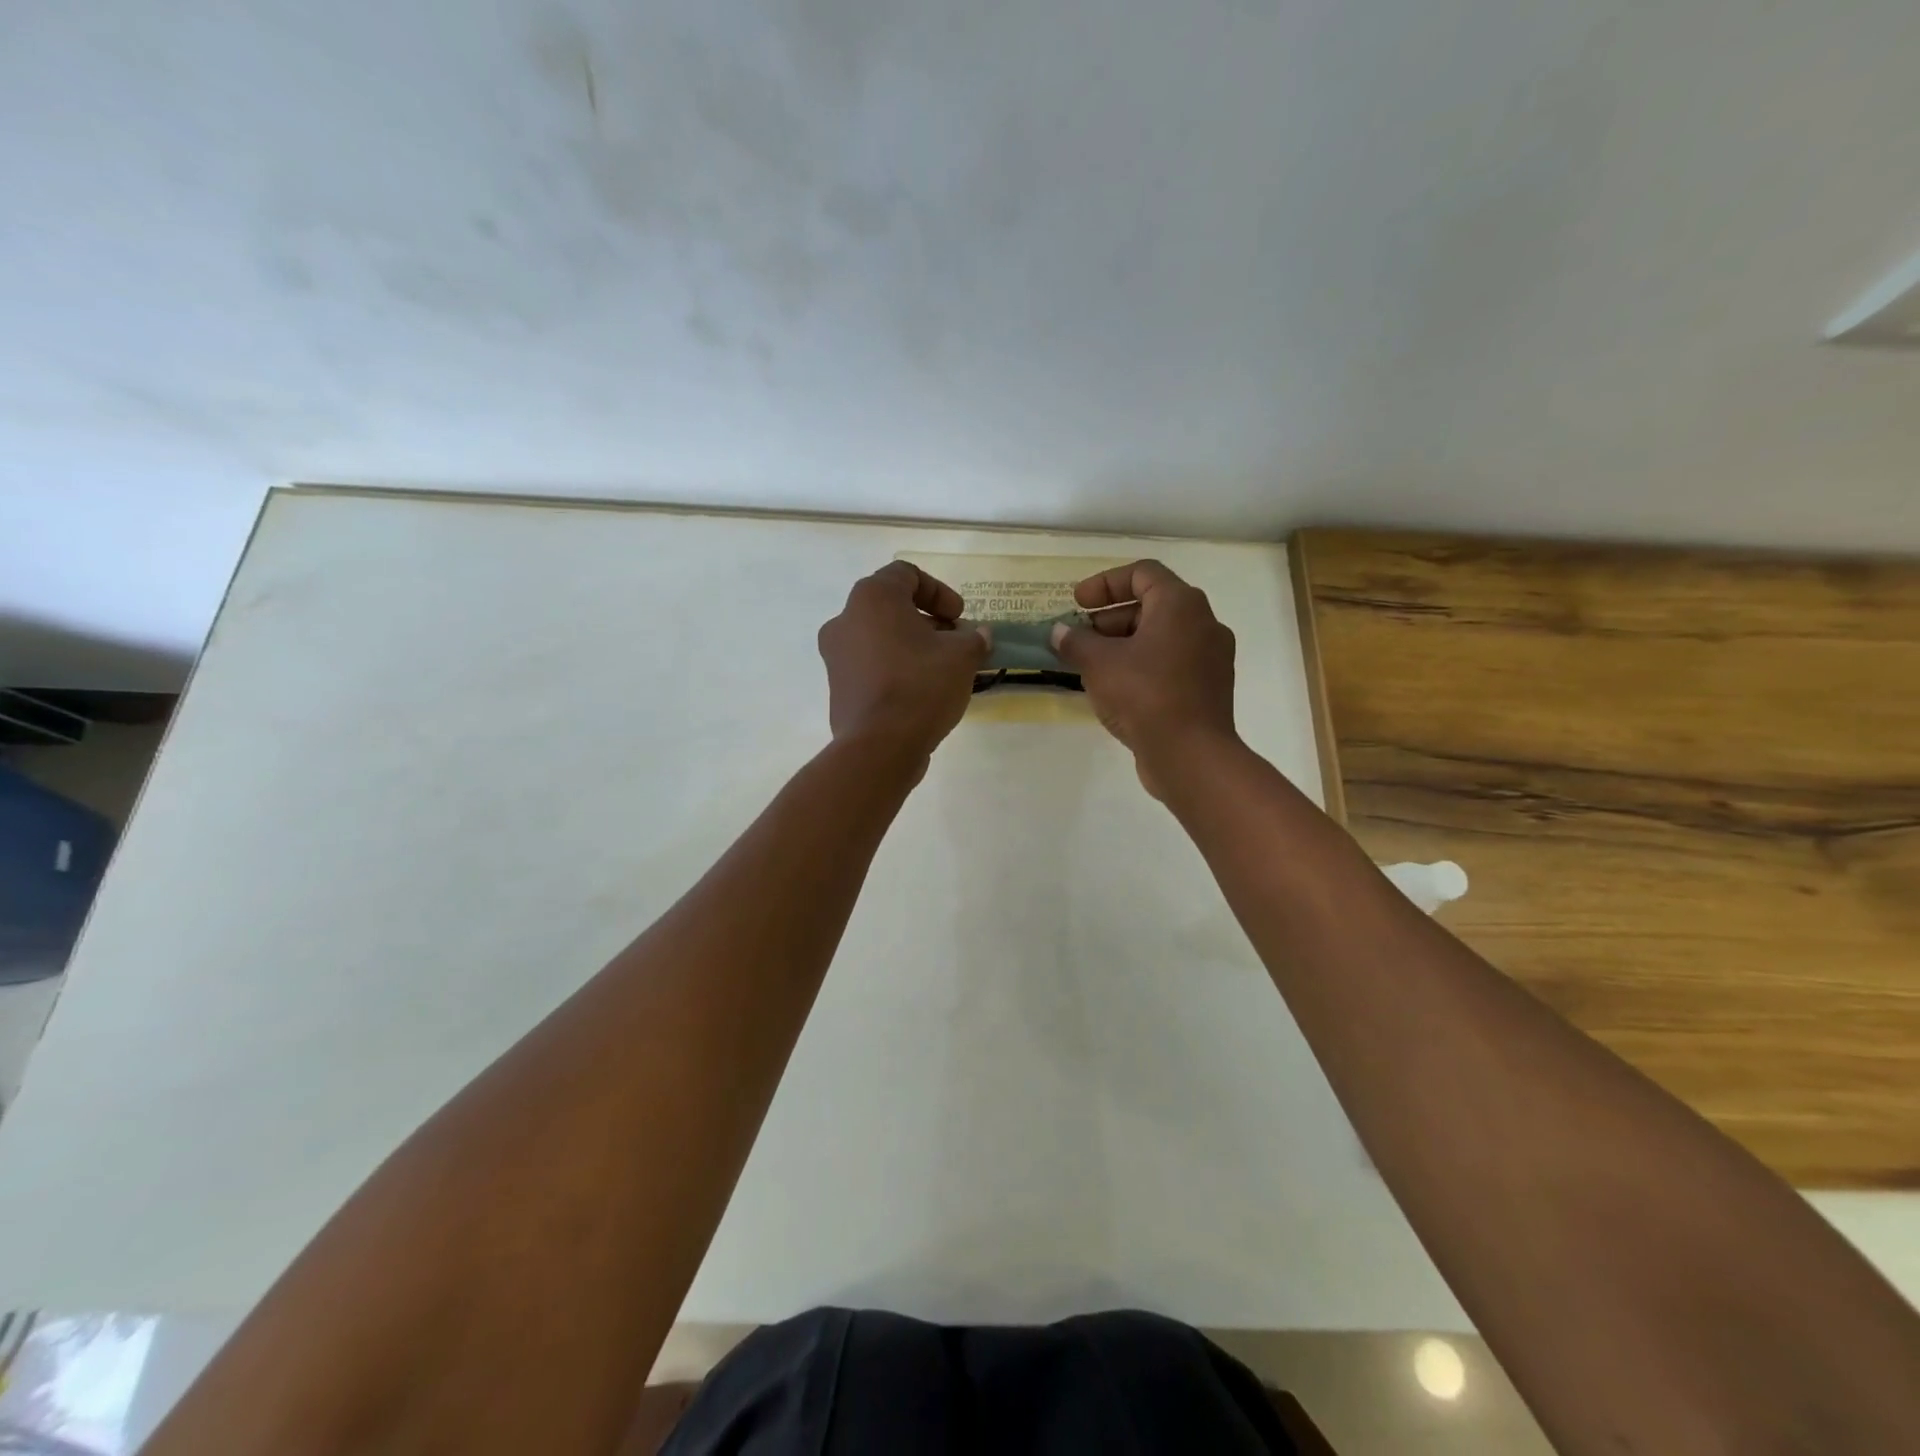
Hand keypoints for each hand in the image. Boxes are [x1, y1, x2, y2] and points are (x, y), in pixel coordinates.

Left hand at [818, 563, 989, 760]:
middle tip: (954, 642)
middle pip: (891, 607)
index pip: (906, 574)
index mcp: (872, 598)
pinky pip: (870, 665)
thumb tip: (978, 635)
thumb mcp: (962, 656)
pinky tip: (920, 692)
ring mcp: (836, 655)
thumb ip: (973, 638)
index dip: (939, 591)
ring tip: (941, 669)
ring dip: (911, 645)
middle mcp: (845, 619)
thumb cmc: (921, 685)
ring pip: (879, 637)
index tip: (959, 617)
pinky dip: (894, 668)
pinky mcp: (837, 687)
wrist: (880, 746)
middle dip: (927, 621)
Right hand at [1050, 560, 1237, 795]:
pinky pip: (1171, 663)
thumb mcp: (1098, 664)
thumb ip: (1075, 642)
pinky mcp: (1208, 688)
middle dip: (1109, 618)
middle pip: (1152, 605)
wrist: (1191, 755)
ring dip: (1123, 644)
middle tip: (1079, 638)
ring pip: (1161, 637)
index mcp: (1180, 604)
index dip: (1104, 583)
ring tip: (1090, 666)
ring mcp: (1211, 658)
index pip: (1142, 573)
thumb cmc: (1144, 696)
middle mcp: (1203, 623)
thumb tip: (1060, 632)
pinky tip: (1116, 689)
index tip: (1077, 604)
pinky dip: (1142, 666)